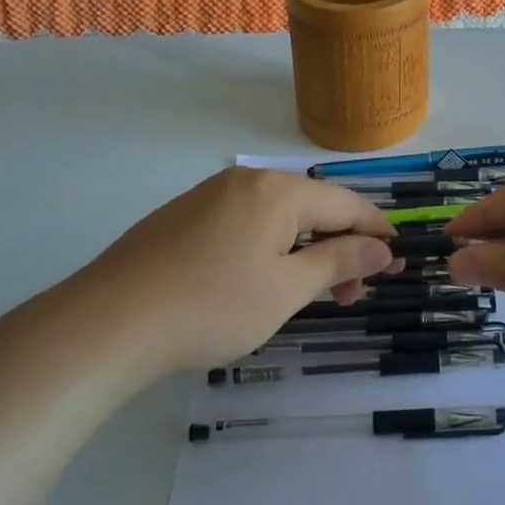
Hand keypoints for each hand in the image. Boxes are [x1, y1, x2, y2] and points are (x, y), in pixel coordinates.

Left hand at [0, 168, 400, 386]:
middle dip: (340, 246)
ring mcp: (209, 196)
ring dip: (305, 250)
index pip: (346, 203)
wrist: (109, 323)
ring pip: (277, 216)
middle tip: (351, 294)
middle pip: (312, 207)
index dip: (376, 232)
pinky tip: (262, 280)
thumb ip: (339, 261)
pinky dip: (270, 248)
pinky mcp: (183, 217)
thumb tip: (382, 247)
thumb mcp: (286, 289)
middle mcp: (246, 181)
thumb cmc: (212, 307)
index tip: (396, 263)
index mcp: (277, 191)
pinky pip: (245, 223)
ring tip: (311, 293)